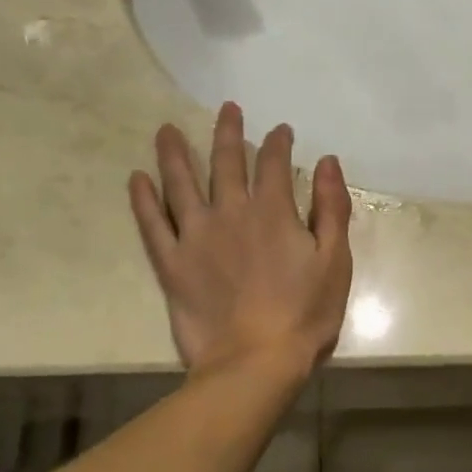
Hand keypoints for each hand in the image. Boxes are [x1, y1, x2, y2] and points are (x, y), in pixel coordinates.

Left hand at [129, 103, 353, 376]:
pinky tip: (137, 179)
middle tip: (227, 109)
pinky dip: (143, 200)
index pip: (274, 163)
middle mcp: (230, 213)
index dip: (278, 142)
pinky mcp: (172, 264)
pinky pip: (152, 224)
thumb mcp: (334, 260)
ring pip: (181, 183)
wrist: (255, 362)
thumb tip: (328, 162)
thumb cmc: (304, 314)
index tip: (281, 131)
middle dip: (229, 132)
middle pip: (226, 162)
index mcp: (273, 212)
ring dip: (175, 153)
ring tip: (167, 129)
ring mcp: (196, 237)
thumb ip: (331, 208)